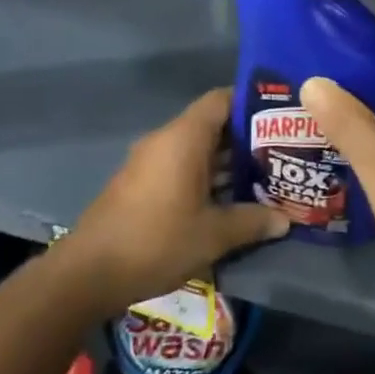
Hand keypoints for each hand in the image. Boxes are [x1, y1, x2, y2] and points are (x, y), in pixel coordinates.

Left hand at [60, 88, 288, 313]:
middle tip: (280, 152)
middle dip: (246, 138)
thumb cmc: (156, 241)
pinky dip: (205, 176)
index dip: (251, 103)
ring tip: (263, 177)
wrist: (88, 273)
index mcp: (184, 138)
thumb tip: (286, 219)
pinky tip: (228, 199)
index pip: (221, 100)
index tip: (280, 117)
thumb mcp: (213, 234)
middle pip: (212, 124)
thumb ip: (252, 221)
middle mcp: (165, 140)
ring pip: (196, 149)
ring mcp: (149, 162)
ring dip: (226, 161)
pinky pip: (181, 166)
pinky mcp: (140, 184)